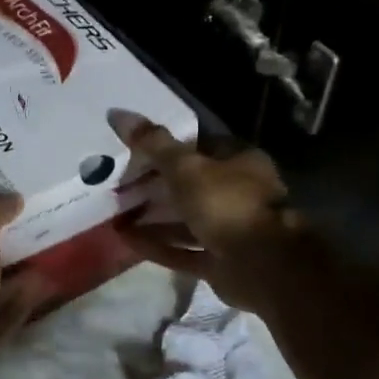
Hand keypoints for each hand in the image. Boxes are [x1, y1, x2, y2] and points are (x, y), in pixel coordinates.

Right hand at [110, 111, 304, 313]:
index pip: (200, 147)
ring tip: (116, 214)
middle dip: (156, 186)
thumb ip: (154, 144)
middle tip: (120, 186)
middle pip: (190, 186)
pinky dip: (157, 245)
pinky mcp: (218, 262)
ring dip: (153, 218)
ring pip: (185, 221)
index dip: (166, 148)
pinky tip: (126, 240)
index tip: (133, 153)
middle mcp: (237, 194)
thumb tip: (117, 113)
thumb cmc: (227, 204)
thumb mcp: (186, 168)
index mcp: (240, 162)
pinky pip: (182, 250)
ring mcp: (229, 230)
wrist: (263, 265)